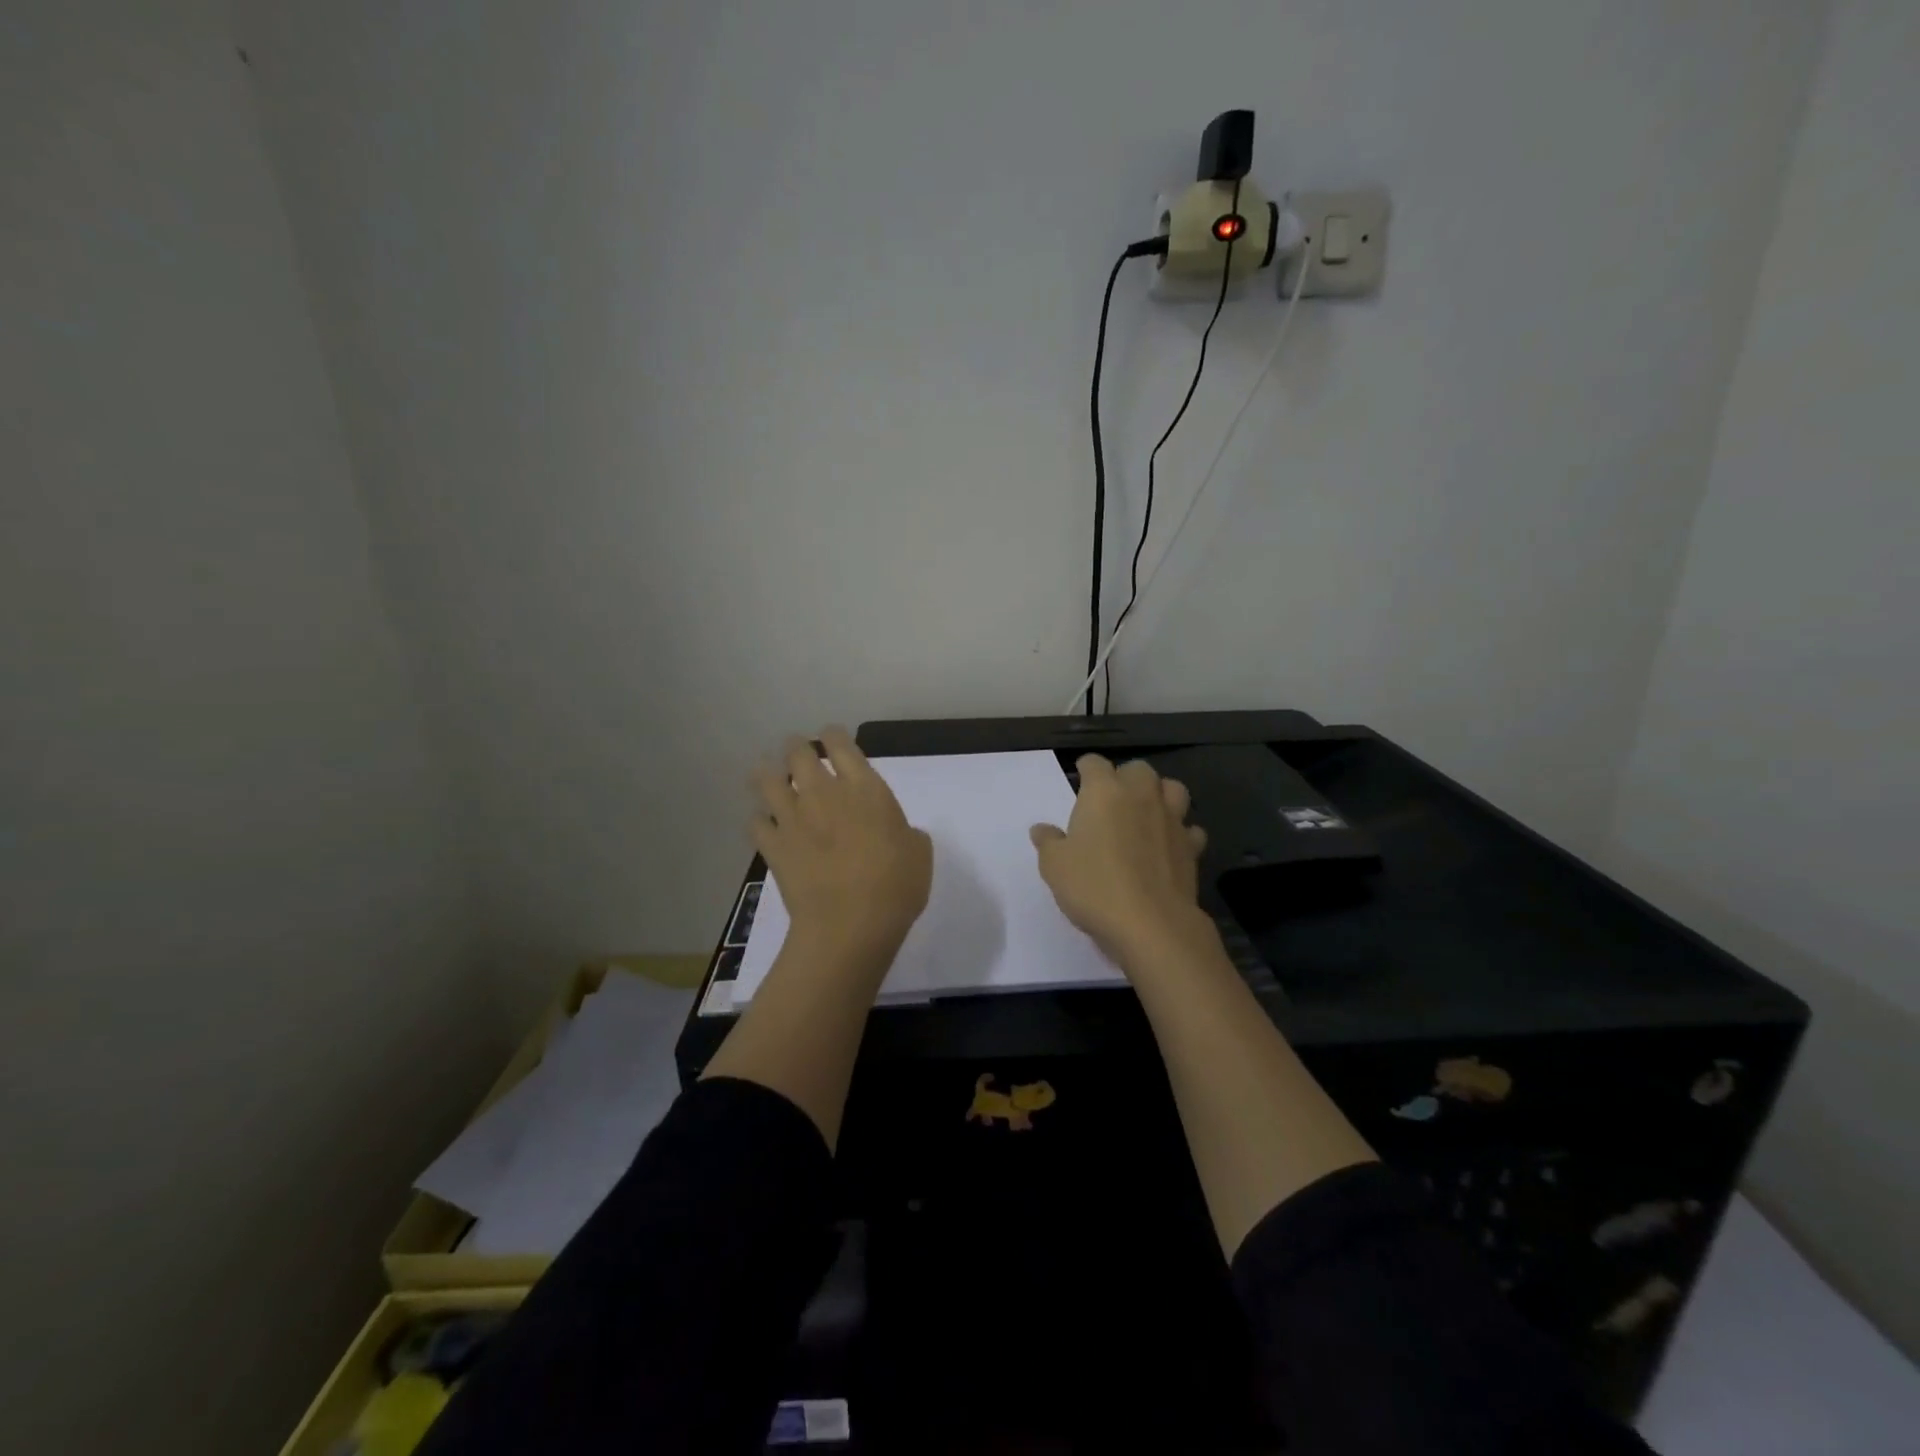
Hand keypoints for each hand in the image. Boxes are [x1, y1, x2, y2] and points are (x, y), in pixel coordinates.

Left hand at [751, 727, 932, 960]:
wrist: (849, 925)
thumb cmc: (895, 886)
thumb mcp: (919, 853)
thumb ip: (906, 833)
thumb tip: (897, 833)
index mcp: (864, 788)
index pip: (840, 744)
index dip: (833, 736)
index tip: (832, 738)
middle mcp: (823, 793)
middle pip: (798, 753)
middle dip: (796, 748)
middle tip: (798, 752)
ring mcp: (792, 818)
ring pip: (767, 779)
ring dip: (768, 774)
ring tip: (770, 776)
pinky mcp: (772, 846)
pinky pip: (755, 822)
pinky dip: (759, 819)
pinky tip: (764, 823)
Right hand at [1030, 755, 1211, 967]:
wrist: (1151, 924)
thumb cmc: (1094, 887)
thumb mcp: (1055, 866)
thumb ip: (1048, 842)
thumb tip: (1041, 829)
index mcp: (1104, 792)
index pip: (1095, 764)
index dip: (1086, 768)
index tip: (1080, 778)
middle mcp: (1141, 796)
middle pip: (1139, 769)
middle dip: (1125, 777)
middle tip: (1112, 798)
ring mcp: (1171, 820)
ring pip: (1173, 789)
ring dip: (1160, 795)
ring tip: (1147, 812)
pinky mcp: (1192, 847)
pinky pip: (1190, 829)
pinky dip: (1181, 832)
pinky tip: (1169, 845)